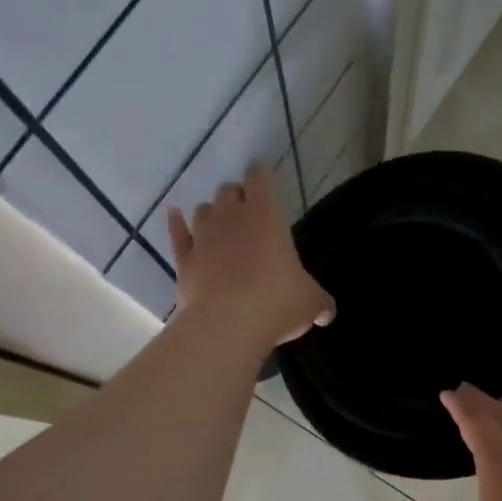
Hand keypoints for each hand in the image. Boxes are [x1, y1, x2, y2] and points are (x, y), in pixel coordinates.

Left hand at [167, 163, 333, 346]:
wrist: (228, 326)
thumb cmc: (277, 303)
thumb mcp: (311, 303)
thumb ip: (320, 303)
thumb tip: (327, 314)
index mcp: (267, 216)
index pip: (261, 177)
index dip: (262, 175)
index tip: (264, 178)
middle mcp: (232, 217)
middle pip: (228, 190)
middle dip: (237, 197)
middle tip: (247, 213)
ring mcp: (203, 237)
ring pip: (203, 210)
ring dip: (212, 214)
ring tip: (220, 228)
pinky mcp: (183, 260)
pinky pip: (176, 233)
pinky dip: (176, 224)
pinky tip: (174, 216)